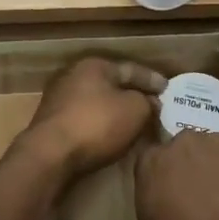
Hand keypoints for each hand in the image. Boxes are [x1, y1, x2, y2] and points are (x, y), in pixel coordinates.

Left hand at [22, 57, 165, 181]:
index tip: (168, 89)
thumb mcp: (135, 110)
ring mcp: (60, 99)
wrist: (50, 154)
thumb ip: (147, 102)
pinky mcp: (53, 122)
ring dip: (116, 111)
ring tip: (135, 122)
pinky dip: (101, 124)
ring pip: (98, 102)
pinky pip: (86, 118)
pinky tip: (112, 135)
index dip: (152, 80)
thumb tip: (149, 102)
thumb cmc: (97, 124)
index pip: (131, 69)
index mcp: (94, 65)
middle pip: (112, 84)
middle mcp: (74, 76)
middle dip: (133, 95)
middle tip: (153, 105)